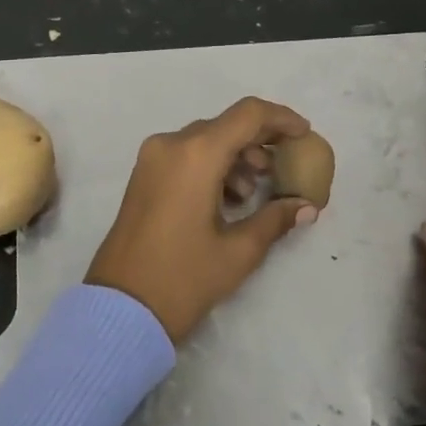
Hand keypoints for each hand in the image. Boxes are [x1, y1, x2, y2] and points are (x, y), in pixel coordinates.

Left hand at [86, 97, 319, 343]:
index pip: (248, 115)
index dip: (281, 119)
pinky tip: (227, 200)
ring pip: (206, 139)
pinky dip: (212, 166)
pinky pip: (186, 155)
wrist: (119, 310)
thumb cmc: (182, 279)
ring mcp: (152, 158)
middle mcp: (171, 144)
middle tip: (285, 167)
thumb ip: (276, 219)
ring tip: (253, 193)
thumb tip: (307, 206)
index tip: (305, 134)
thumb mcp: (238, 252)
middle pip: (226, 125)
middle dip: (260, 141)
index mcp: (196, 154)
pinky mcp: (143, 175)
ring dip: (236, 156)